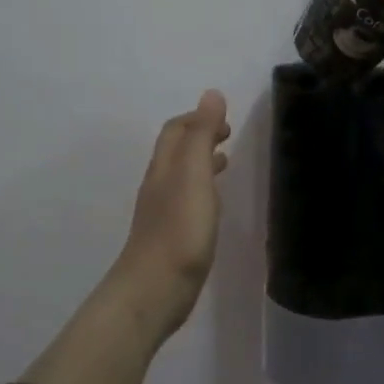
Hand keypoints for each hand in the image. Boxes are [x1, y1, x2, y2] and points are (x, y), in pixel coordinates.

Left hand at [110, 89, 230, 338]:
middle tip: (228, 135)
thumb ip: (202, 135)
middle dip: (200, 137)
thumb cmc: (179, 230)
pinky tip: (214, 205)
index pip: (176, 130)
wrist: (155, 289)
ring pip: (181, 176)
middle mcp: (159, 185)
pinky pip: (187, 202)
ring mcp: (163, 213)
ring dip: (201, 163)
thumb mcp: (194, 175)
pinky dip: (202, 190)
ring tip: (225, 162)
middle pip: (176, 151)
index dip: (198, 118)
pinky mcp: (171, 237)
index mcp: (165, 167)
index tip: (225, 119)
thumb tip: (211, 94)